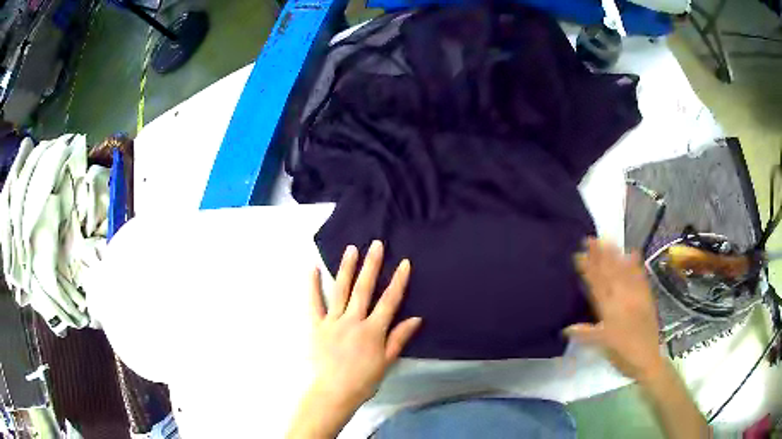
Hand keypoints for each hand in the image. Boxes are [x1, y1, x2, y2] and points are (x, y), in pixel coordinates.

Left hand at [308, 240, 421, 412]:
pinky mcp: (316, 326)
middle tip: (376, 244)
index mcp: (373, 330)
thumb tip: (416, 318)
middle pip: (364, 289)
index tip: (404, 263)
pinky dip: (312, 285)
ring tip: (351, 249)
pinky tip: (312, 268)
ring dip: (347, 268)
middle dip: (371, 265)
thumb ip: (399, 338)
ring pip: (341, 290)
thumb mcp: (386, 361)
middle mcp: (353, 321)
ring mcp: (333, 321)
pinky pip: (314, 303)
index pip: (389, 301)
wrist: (334, 392)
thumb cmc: (363, 380)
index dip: (398, 281)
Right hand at [564, 238, 664, 382]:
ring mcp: (636, 295)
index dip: (587, 269)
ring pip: (624, 271)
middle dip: (600, 255)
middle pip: (610, 273)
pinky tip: (632, 252)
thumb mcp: (602, 345)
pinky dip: (635, 264)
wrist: (647, 359)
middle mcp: (623, 297)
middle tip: (591, 239)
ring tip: (608, 241)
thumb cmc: (623, 354)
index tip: (578, 255)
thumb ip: (585, 334)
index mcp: (610, 309)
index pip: (596, 285)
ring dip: (615, 255)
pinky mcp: (646, 296)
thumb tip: (565, 328)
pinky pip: (640, 276)